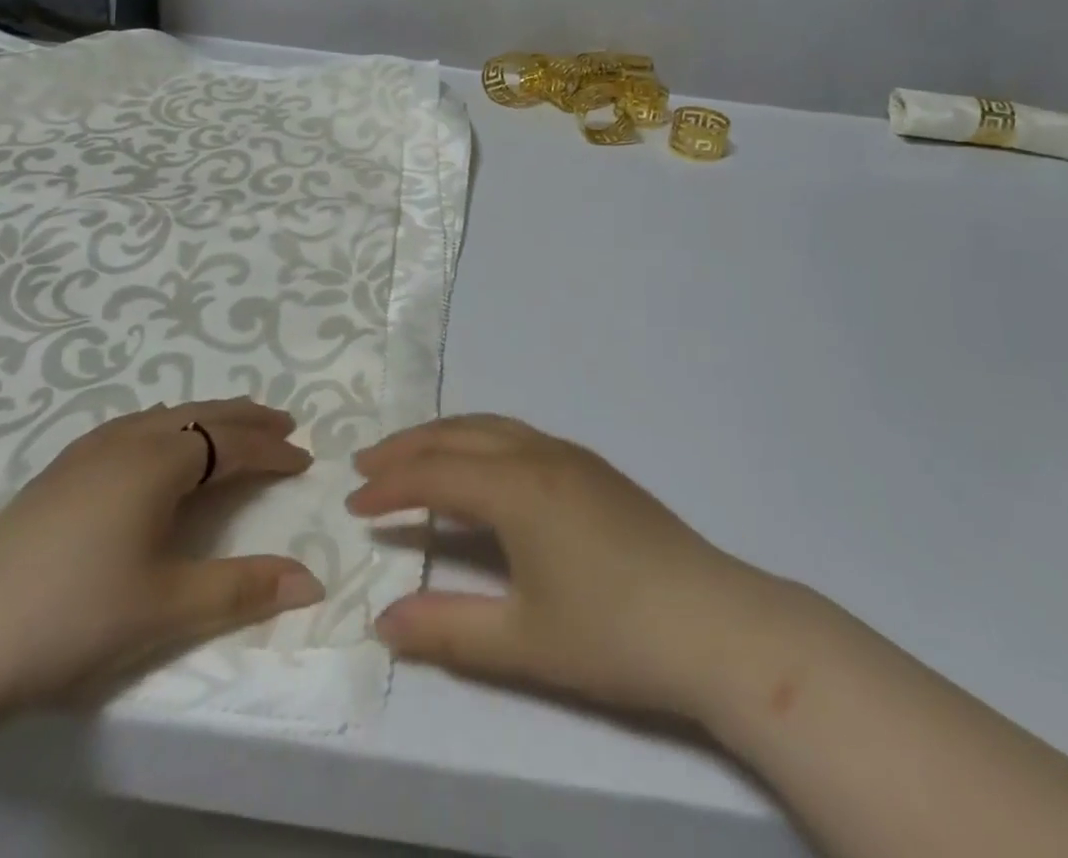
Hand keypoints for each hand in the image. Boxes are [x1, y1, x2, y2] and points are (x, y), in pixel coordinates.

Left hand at [0, 398, 323, 713]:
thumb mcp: (168, 606)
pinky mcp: (59, 471)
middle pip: (202, 415)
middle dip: (247, 418)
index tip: (304, 459)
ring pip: (164, 415)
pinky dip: (167, 425)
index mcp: (158, 462)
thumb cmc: (76, 616)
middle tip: (284, 423)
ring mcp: (87, 451)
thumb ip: (244, 588)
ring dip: (207, 418)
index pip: (233, 443)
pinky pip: (132, 426)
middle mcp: (127, 440)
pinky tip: (158, 443)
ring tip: (232, 427)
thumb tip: (313, 582)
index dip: (272, 450)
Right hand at [348, 415, 808, 727]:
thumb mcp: (521, 642)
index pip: (436, 474)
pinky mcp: (593, 469)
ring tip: (411, 456)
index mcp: (518, 487)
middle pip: (460, 433)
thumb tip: (381, 620)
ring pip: (493, 426)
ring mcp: (572, 456)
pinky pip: (519, 436)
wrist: (715, 622)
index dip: (390, 487)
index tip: (353, 504)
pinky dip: (480, 441)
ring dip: (446, 436)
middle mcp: (540, 455)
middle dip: (409, 446)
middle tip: (367, 463)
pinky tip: (480, 469)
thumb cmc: (613, 634)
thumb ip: (446, 629)